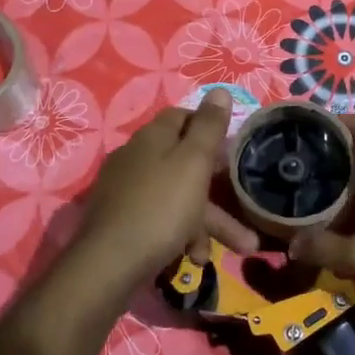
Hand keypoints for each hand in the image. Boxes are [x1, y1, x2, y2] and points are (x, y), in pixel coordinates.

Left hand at [74, 89, 259, 284]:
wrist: (109, 264)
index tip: (232, 148)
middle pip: (183, 162)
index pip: (183, 116)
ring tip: (240, 248)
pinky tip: (194, 258)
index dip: (209, 127)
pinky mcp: (120, 220)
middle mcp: (136, 157)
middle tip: (245, 205)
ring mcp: (125, 190)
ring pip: (176, 196)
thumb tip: (219, 89)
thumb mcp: (193, 163)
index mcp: (153, 137)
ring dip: (207, 221)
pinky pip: (159, 219)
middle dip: (218, 187)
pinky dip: (181, 235)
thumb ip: (209, 127)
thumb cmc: (160, 208)